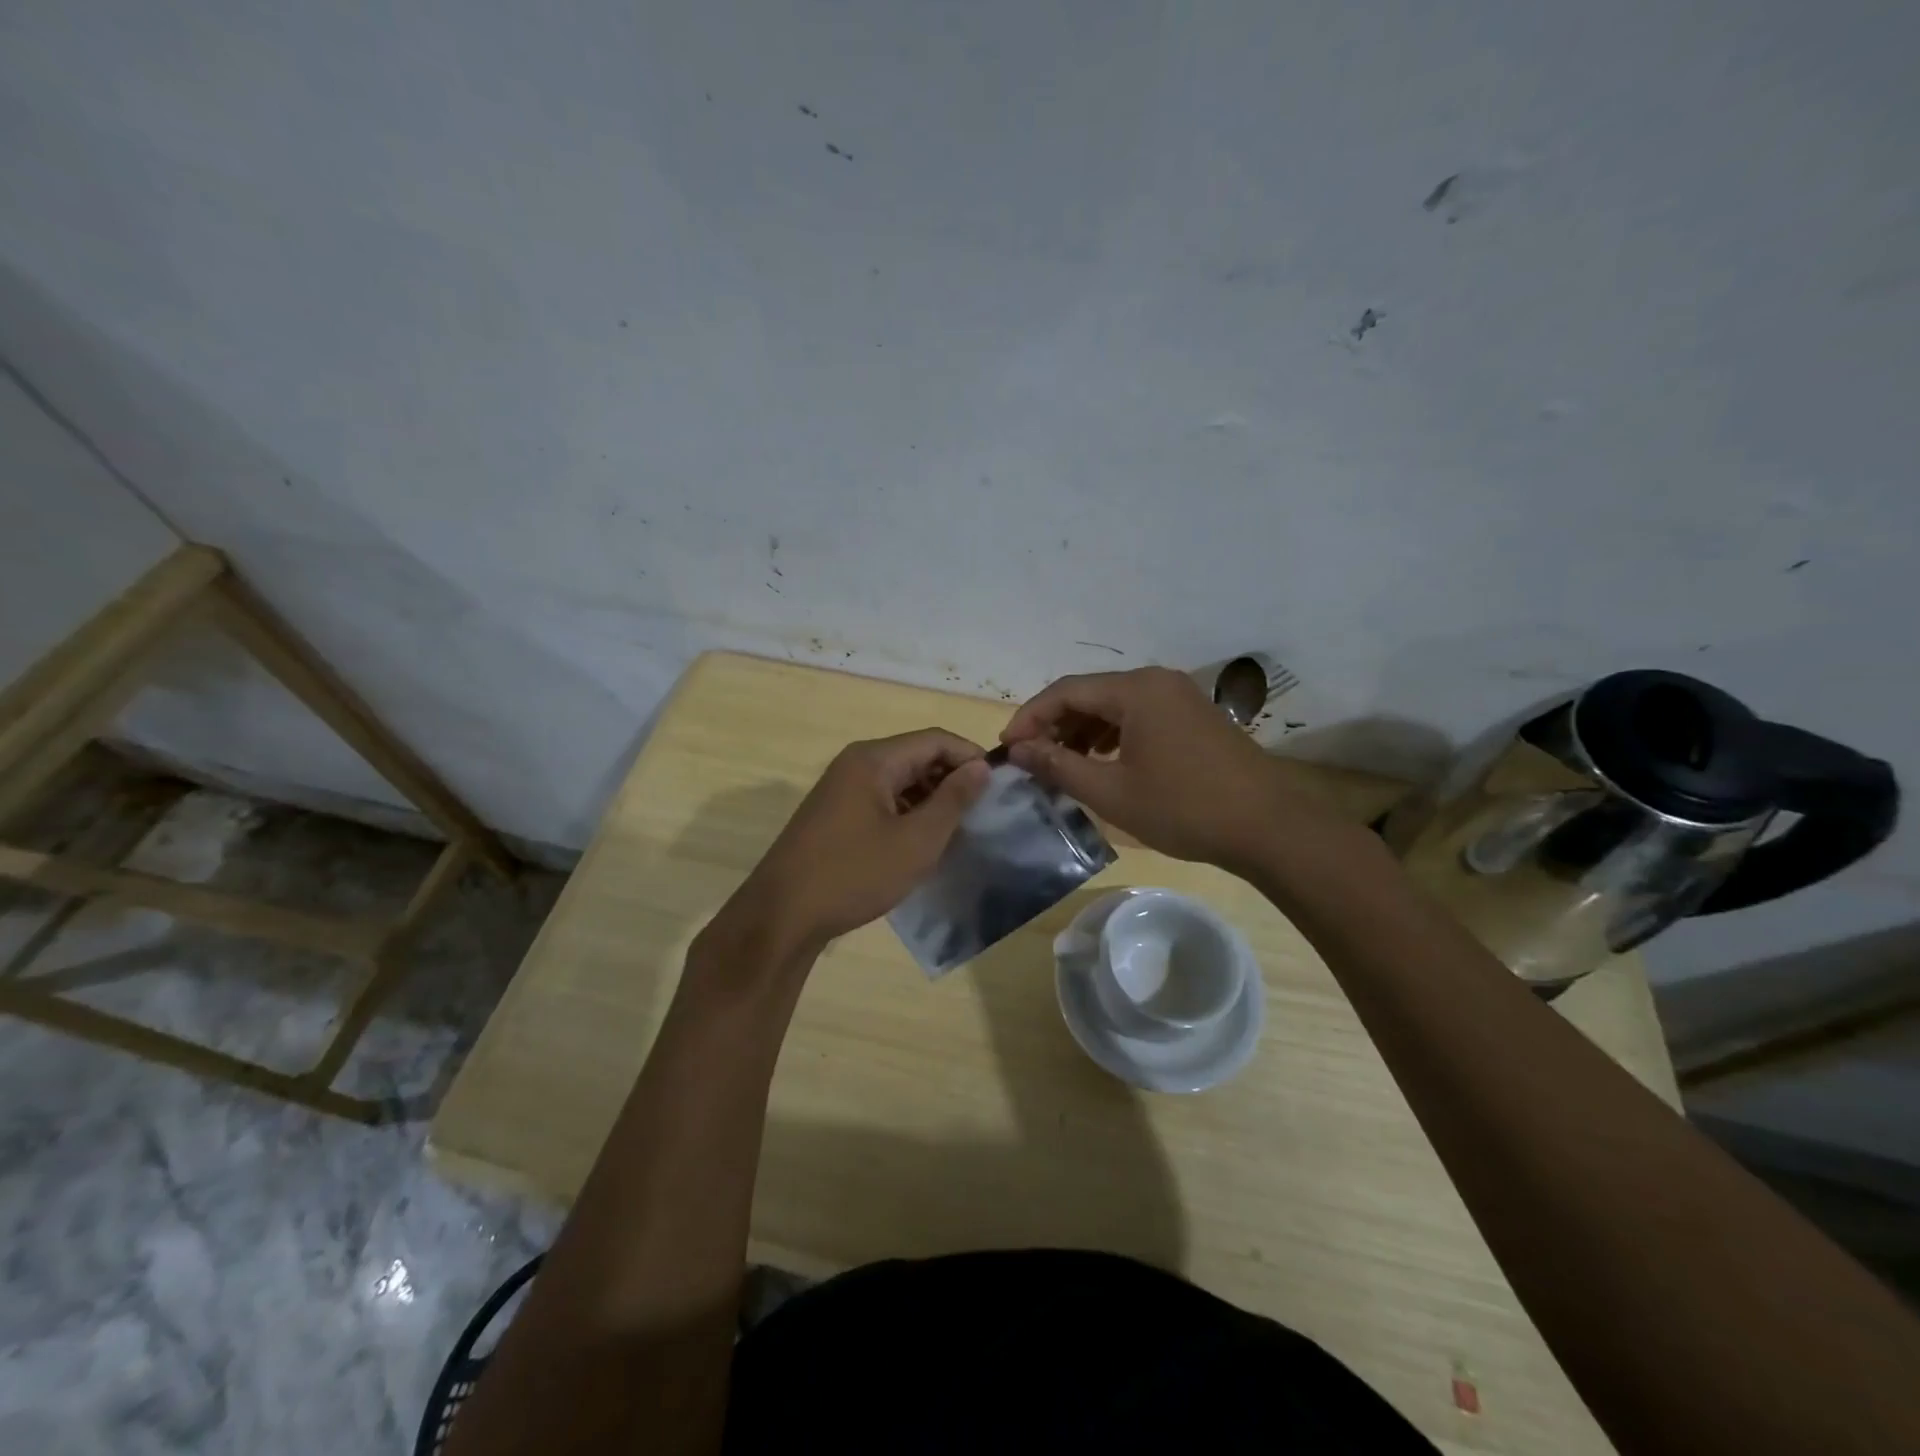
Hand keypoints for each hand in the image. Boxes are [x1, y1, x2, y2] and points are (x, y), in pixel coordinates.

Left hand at [723, 729, 989, 955]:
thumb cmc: (855, 874)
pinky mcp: (835, 813)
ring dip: (932, 798)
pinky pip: (882, 799)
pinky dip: (908, 812)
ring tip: (960, 829)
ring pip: (900, 780)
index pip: (935, 739)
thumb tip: (981, 767)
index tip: (1000, 785)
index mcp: (874, 759)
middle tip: (984, 810)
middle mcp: (856, 763)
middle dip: (952, 778)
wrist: (782, 915)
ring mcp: (842, 788)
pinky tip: (923, 841)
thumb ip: (953, 800)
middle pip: (917, 756)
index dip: (971, 756)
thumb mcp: (916, 840)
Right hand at [1000, 667, 1337, 872]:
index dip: (1030, 717)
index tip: (1009, 748)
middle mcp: (1156, 680)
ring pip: (1114, 705)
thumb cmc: (1183, 808)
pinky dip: (1112, 734)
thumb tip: (1020, 750)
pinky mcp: (1193, 715)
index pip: (1065, 690)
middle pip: (1090, 693)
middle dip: (1055, 724)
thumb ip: (1059, 766)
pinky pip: (1139, 715)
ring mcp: (1179, 696)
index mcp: (1136, 689)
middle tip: (1032, 759)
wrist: (1267, 826)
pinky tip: (1102, 761)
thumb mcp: (1111, 792)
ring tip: (1062, 764)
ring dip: (1082, 730)